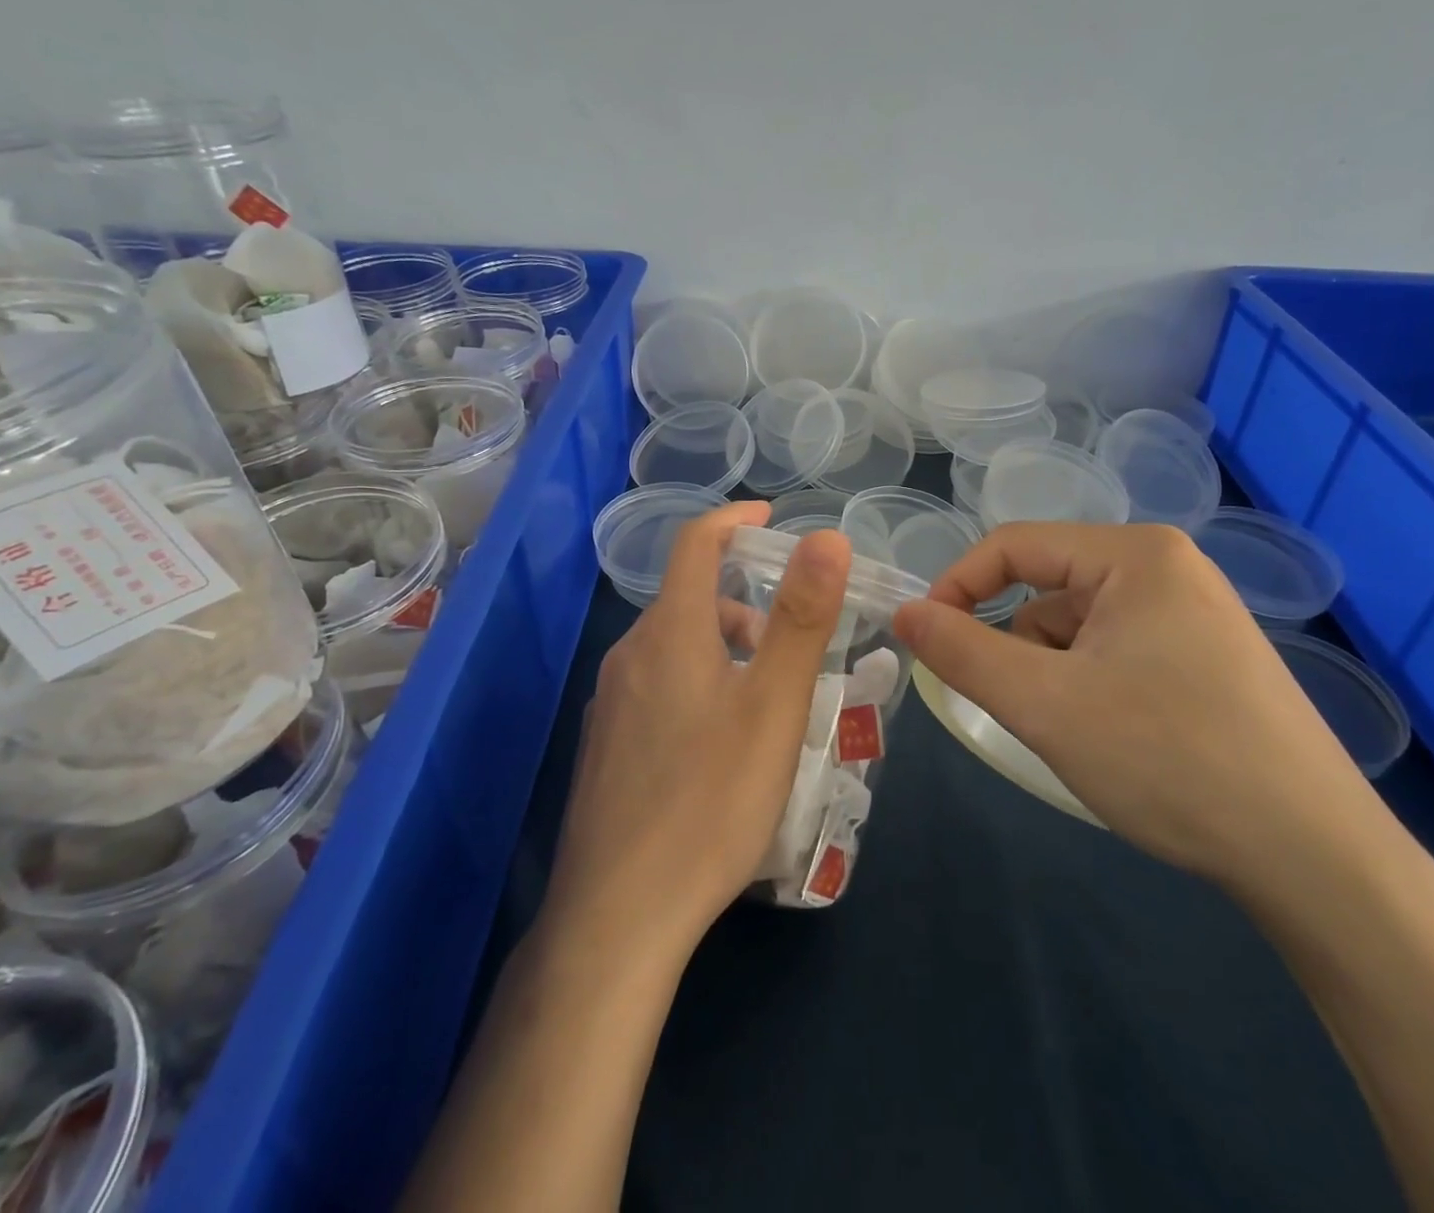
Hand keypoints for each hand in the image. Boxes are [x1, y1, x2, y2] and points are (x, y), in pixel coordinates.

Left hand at [543, 501, 850, 966]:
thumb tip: (827, 537)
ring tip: (769, 705)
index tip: (771, 517)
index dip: (734, 519)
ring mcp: (610, 704)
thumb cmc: (710, 799)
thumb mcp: (774, 705)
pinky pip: (659, 689)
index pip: (696, 543)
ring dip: (725, 651)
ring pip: (676, 649)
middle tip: (794, 647)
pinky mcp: (605, 747)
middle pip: (691, 600)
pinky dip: (700, 686)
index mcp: (669, 632)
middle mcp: (630, 656)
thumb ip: (801, 616)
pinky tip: (722, 747)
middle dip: (746, 604)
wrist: (618, 916)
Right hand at [892, 522, 1375, 888]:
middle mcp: (1167, 567)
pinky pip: (1116, 649)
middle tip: (1020, 709)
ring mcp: (1193, 612)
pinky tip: (1116, 739)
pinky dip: (1090, 684)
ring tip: (1078, 733)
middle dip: (1017, 646)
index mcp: (1135, 553)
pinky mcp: (1206, 656)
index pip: (1013, 545)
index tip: (925, 642)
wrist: (1313, 856)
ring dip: (1054, 670)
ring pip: (1079, 624)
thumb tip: (904, 614)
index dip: (957, 587)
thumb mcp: (1043, 704)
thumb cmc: (1167, 759)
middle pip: (1049, 587)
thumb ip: (961, 651)